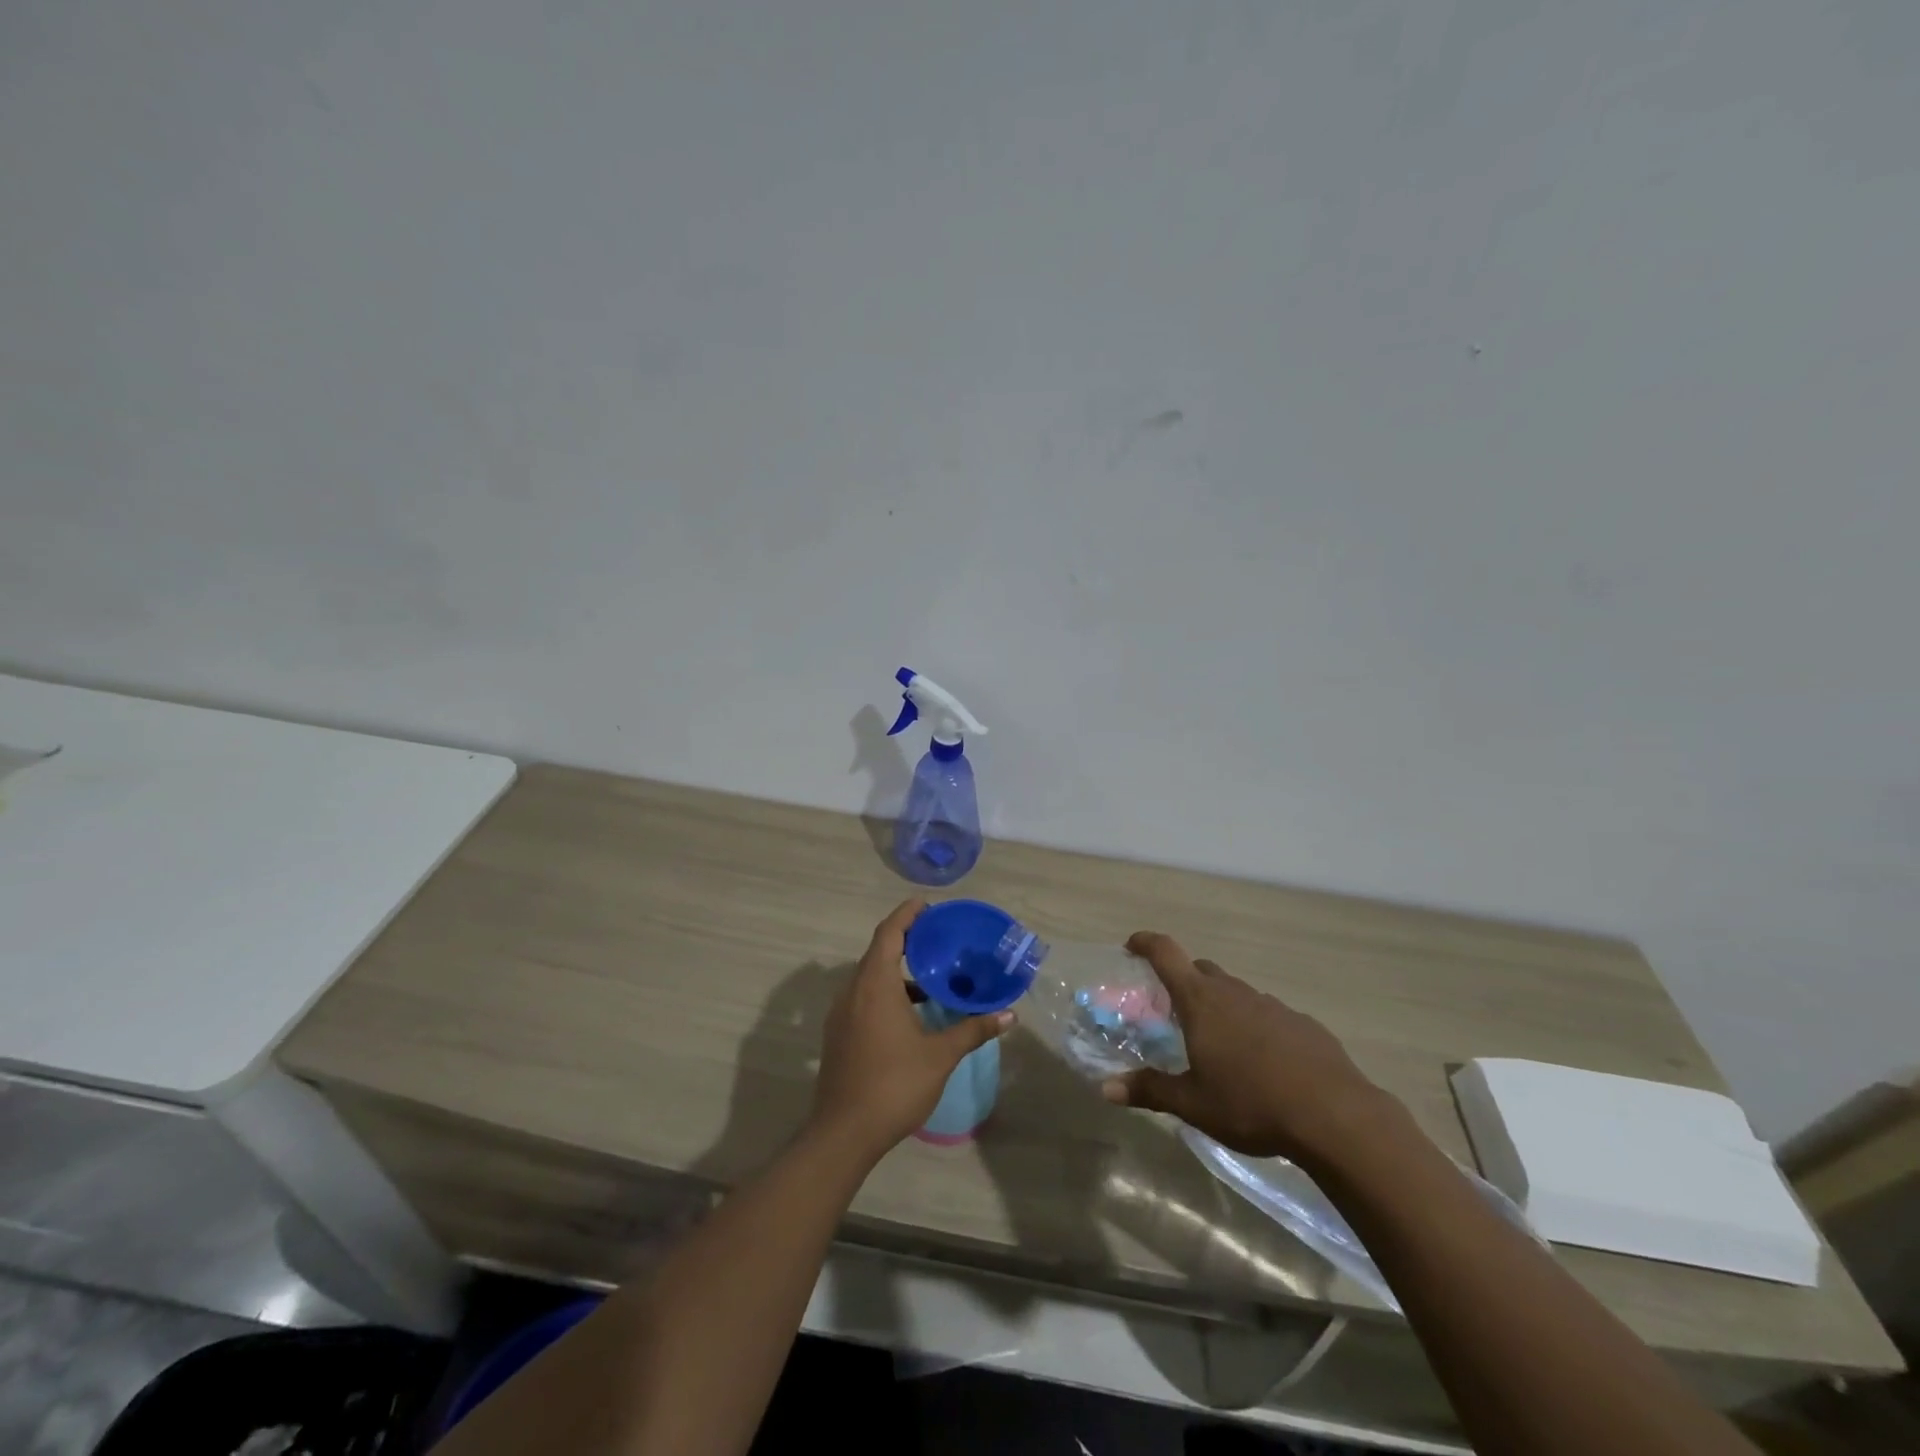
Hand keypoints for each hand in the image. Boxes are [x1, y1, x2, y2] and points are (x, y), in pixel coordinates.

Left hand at [811, 900, 1012, 1163]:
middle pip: (878, 951)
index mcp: (875, 985)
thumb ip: (972, 1029)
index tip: (927, 906)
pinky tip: (911, 1014)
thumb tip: (1009, 1015)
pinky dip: (886, 991)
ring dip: (897, 970)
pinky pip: (863, 997)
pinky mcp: (839, 1033)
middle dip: (906, 940)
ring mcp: (841, 1013)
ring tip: (931, 978)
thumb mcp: (940, 1056)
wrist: (844, 1133)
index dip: (907, 915)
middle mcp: (853, 991)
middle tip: (938, 939)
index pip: (889, 933)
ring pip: (870, 977)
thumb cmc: (894, 1085)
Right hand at [1101, 931, 1397, 1166]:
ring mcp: (1272, 1004)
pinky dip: (1255, 1027)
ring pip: (1236, 993)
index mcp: (1200, 1001)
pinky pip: (1268, 1015)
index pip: (1165, 953)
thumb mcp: (1193, 1103)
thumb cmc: (1251, 1103)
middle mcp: (1233, 992)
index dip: (1145, 943)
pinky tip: (1262, 1062)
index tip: (1132, 946)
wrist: (1335, 1115)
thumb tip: (1105, 1089)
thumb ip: (1149, 1090)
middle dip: (1184, 982)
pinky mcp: (1303, 1023)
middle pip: (1201, 970)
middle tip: (1175, 1012)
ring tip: (1220, 1044)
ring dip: (1222, 1007)